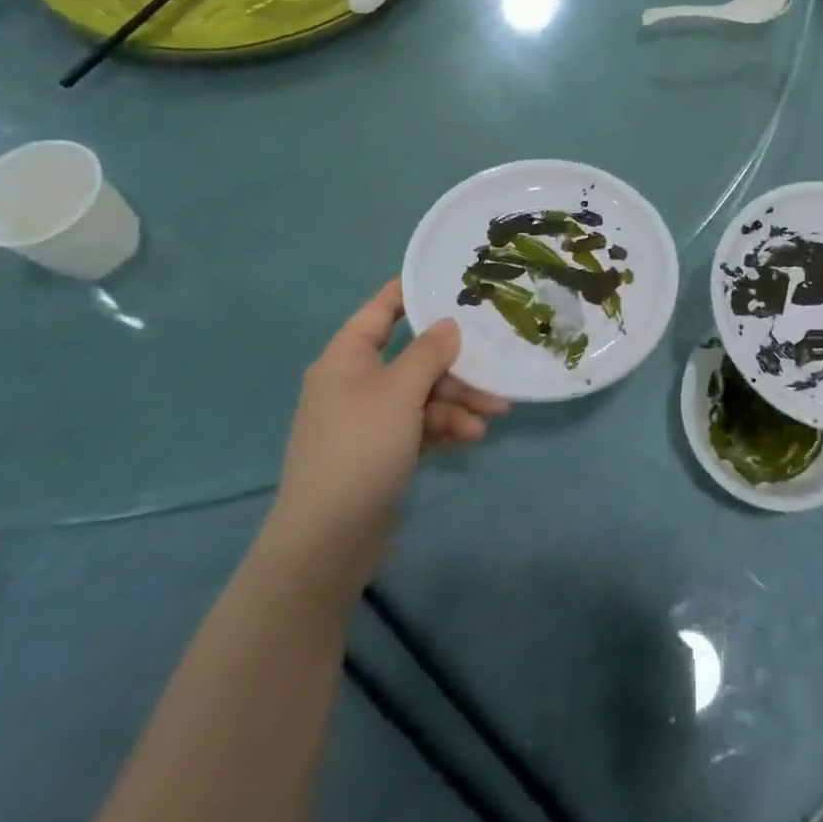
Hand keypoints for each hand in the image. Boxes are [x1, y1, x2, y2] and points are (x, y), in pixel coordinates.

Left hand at [259, 280, 508, 604]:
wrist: (327, 541)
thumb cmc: (360, 449)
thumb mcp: (400, 392)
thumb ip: (429, 353)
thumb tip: (448, 324)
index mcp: (347, 358)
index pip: (382, 310)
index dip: (413, 293)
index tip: (453, 281)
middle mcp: (356, 382)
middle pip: (414, 358)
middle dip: (456, 368)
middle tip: (495, 374)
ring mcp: (369, 419)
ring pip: (423, 394)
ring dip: (458, 402)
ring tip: (493, 416)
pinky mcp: (382, 451)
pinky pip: (420, 425)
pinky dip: (445, 428)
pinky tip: (471, 440)